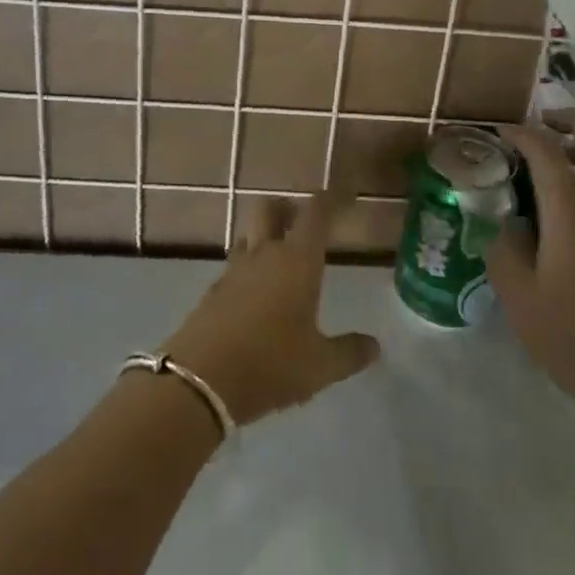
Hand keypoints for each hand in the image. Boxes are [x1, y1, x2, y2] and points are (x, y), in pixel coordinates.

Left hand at [160, 194, 379, 426]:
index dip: (332, 198)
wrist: (200, 382)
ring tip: (279, 258)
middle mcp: (264, 254)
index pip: (317, 213)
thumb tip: (374, 346)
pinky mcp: (213, 291)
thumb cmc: (270, 365)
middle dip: (288, 207)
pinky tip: (255, 295)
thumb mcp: (320, 366)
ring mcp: (234, 270)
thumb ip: (349, 352)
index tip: (346, 193)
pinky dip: (248, 268)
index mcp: (297, 261)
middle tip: (302, 222)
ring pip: (249, 235)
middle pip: (271, 209)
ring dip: (264, 236)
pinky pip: (234, 266)